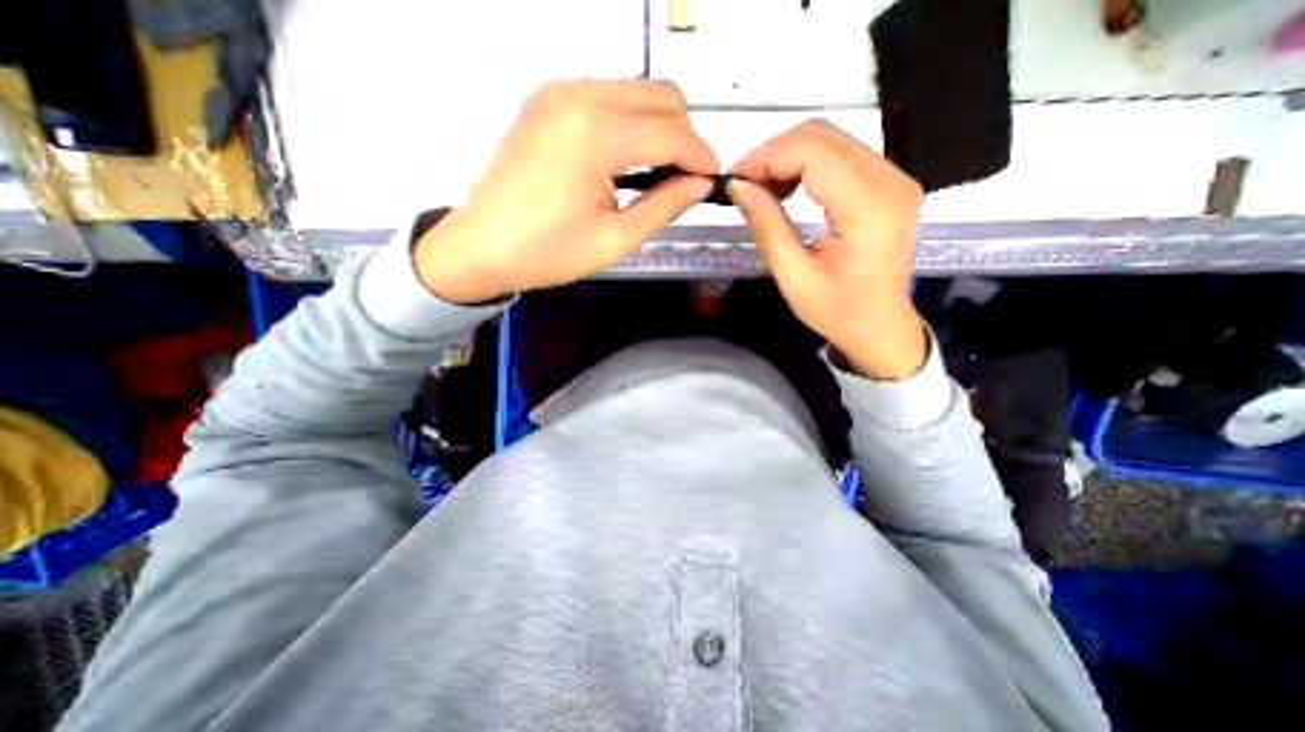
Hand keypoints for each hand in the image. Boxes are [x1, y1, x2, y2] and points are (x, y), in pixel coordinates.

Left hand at [415, 80, 711, 302]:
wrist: (480, 248)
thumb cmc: (547, 252)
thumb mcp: (616, 239)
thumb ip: (665, 204)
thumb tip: (699, 184)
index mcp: (596, 132)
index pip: (673, 132)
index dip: (701, 158)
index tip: (711, 183)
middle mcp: (579, 95)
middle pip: (661, 96)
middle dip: (683, 138)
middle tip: (681, 182)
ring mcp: (559, 93)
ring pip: (636, 92)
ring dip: (657, 129)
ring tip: (653, 176)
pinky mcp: (548, 101)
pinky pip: (608, 99)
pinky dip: (629, 125)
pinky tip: (622, 162)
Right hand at [732, 116, 927, 380]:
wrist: (880, 328)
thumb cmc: (838, 312)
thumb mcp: (794, 277)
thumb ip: (767, 227)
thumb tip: (738, 187)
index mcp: (869, 207)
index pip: (813, 152)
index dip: (767, 158)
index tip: (735, 181)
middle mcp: (890, 181)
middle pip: (823, 136)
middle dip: (774, 154)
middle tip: (744, 186)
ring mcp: (894, 179)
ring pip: (831, 141)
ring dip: (788, 158)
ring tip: (761, 191)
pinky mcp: (889, 185)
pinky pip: (842, 156)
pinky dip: (806, 165)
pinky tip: (787, 190)